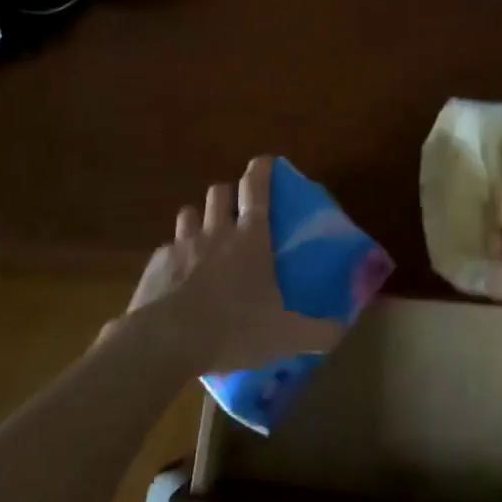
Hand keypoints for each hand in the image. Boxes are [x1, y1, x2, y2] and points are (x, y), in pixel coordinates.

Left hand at [121, 156, 344, 374]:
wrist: (166, 341)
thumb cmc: (232, 329)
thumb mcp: (284, 335)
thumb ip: (317, 332)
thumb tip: (344, 331)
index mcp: (250, 239)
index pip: (256, 189)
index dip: (261, 169)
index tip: (264, 160)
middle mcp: (216, 231)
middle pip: (219, 191)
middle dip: (227, 194)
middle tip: (234, 212)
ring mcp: (183, 244)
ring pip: (189, 212)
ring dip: (198, 219)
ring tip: (204, 239)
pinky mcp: (157, 262)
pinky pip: (167, 248)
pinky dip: (174, 256)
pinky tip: (178, 278)